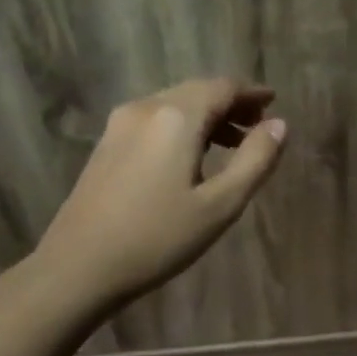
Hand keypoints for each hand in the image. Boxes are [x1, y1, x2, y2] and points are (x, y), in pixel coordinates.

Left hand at [33, 77, 286, 307]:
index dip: (252, 93)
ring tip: (233, 144)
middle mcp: (147, 108)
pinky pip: (156, 119)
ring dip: (208, 116)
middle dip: (231, 103)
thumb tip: (279, 125)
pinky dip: (183, 126)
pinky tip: (192, 155)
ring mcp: (121, 124)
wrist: (76, 268)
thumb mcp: (220, 205)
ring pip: (175, 104)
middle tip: (259, 124)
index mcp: (177, 116)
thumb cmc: (156, 238)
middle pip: (199, 90)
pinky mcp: (107, 143)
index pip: (223, 87)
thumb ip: (255, 160)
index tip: (274, 103)